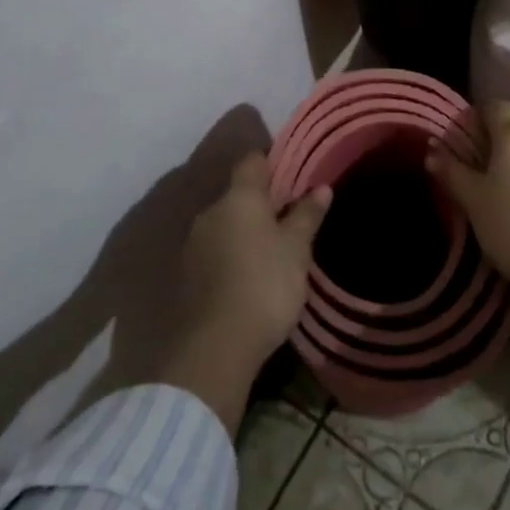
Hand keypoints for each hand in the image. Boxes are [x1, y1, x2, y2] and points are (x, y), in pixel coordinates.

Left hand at [179, 152, 331, 370]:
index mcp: (238, 198)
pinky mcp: (187, 275)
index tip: (294, 173)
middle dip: (262, 201)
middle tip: (291, 216)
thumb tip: (321, 187)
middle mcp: (210, 212)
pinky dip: (233, 254)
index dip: (273, 161)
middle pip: (239, 194)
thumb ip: (306, 215)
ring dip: (246, 230)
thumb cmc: (264, 284)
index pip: (253, 161)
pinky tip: (251, 274)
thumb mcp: (296, 250)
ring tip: (273, 248)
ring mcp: (194, 244)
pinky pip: (215, 250)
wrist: (215, 348)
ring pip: (226, 223)